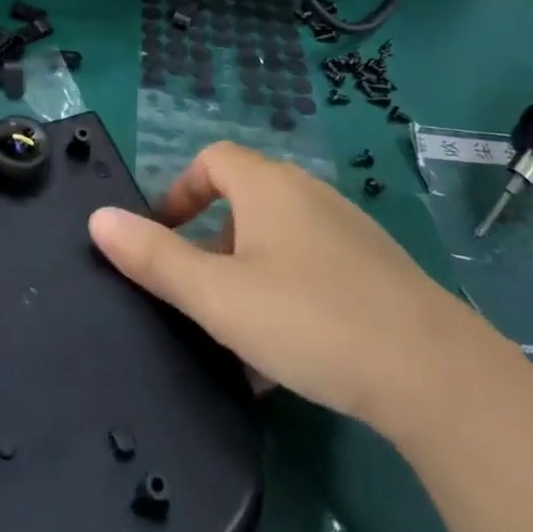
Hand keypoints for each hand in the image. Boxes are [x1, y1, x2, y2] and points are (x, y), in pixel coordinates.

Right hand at [89, 142, 502, 437]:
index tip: (163, 236)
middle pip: (244, 200)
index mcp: (268, 185)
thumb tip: (98, 218)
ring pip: (279, 240)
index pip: (212, 159)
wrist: (434, 372)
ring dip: (249, 275)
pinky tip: (290, 354)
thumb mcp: (217, 295)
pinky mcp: (376, 269)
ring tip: (239, 335)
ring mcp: (348, 230)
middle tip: (199, 295)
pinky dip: (287, 293)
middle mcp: (308, 193)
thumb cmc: (309, 318)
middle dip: (212, 243)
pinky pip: (313, 267)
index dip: (180, 190)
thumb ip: (154, 258)